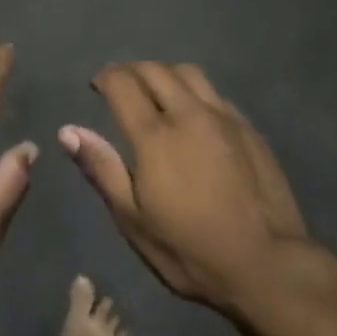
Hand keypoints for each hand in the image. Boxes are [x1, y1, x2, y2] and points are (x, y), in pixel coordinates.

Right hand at [60, 63, 325, 318]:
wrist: (268, 265)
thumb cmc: (191, 251)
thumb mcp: (135, 221)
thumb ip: (102, 169)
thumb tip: (68, 131)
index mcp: (156, 136)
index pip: (123, 84)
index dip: (105, 78)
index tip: (96, 85)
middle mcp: (189, 114)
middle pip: (155, 70)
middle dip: (131, 70)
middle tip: (120, 84)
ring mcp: (223, 117)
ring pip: (189, 73)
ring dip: (165, 73)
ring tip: (156, 91)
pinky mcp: (248, 128)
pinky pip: (214, 93)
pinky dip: (194, 91)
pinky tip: (194, 113)